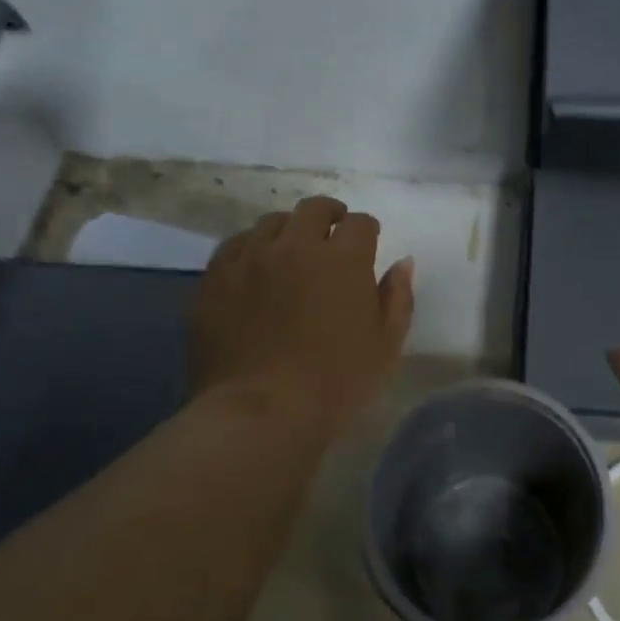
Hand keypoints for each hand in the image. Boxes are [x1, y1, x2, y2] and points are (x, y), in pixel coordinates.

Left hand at [189, 195, 414, 437]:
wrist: (262, 411)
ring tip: (291, 251)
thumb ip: (397, 296)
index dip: (366, 230)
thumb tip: (403, 262)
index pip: (359, 223)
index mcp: (342, 258)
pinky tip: (255, 267)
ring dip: (288, 230)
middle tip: (332, 234)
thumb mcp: (386, 344)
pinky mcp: (216, 277)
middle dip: (329, 215)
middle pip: (314, 209)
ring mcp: (251, 258)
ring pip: (271, 223)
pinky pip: (235, 246)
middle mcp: (296, 245)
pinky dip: (251, 248)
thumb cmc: (336, 381)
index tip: (368, 242)